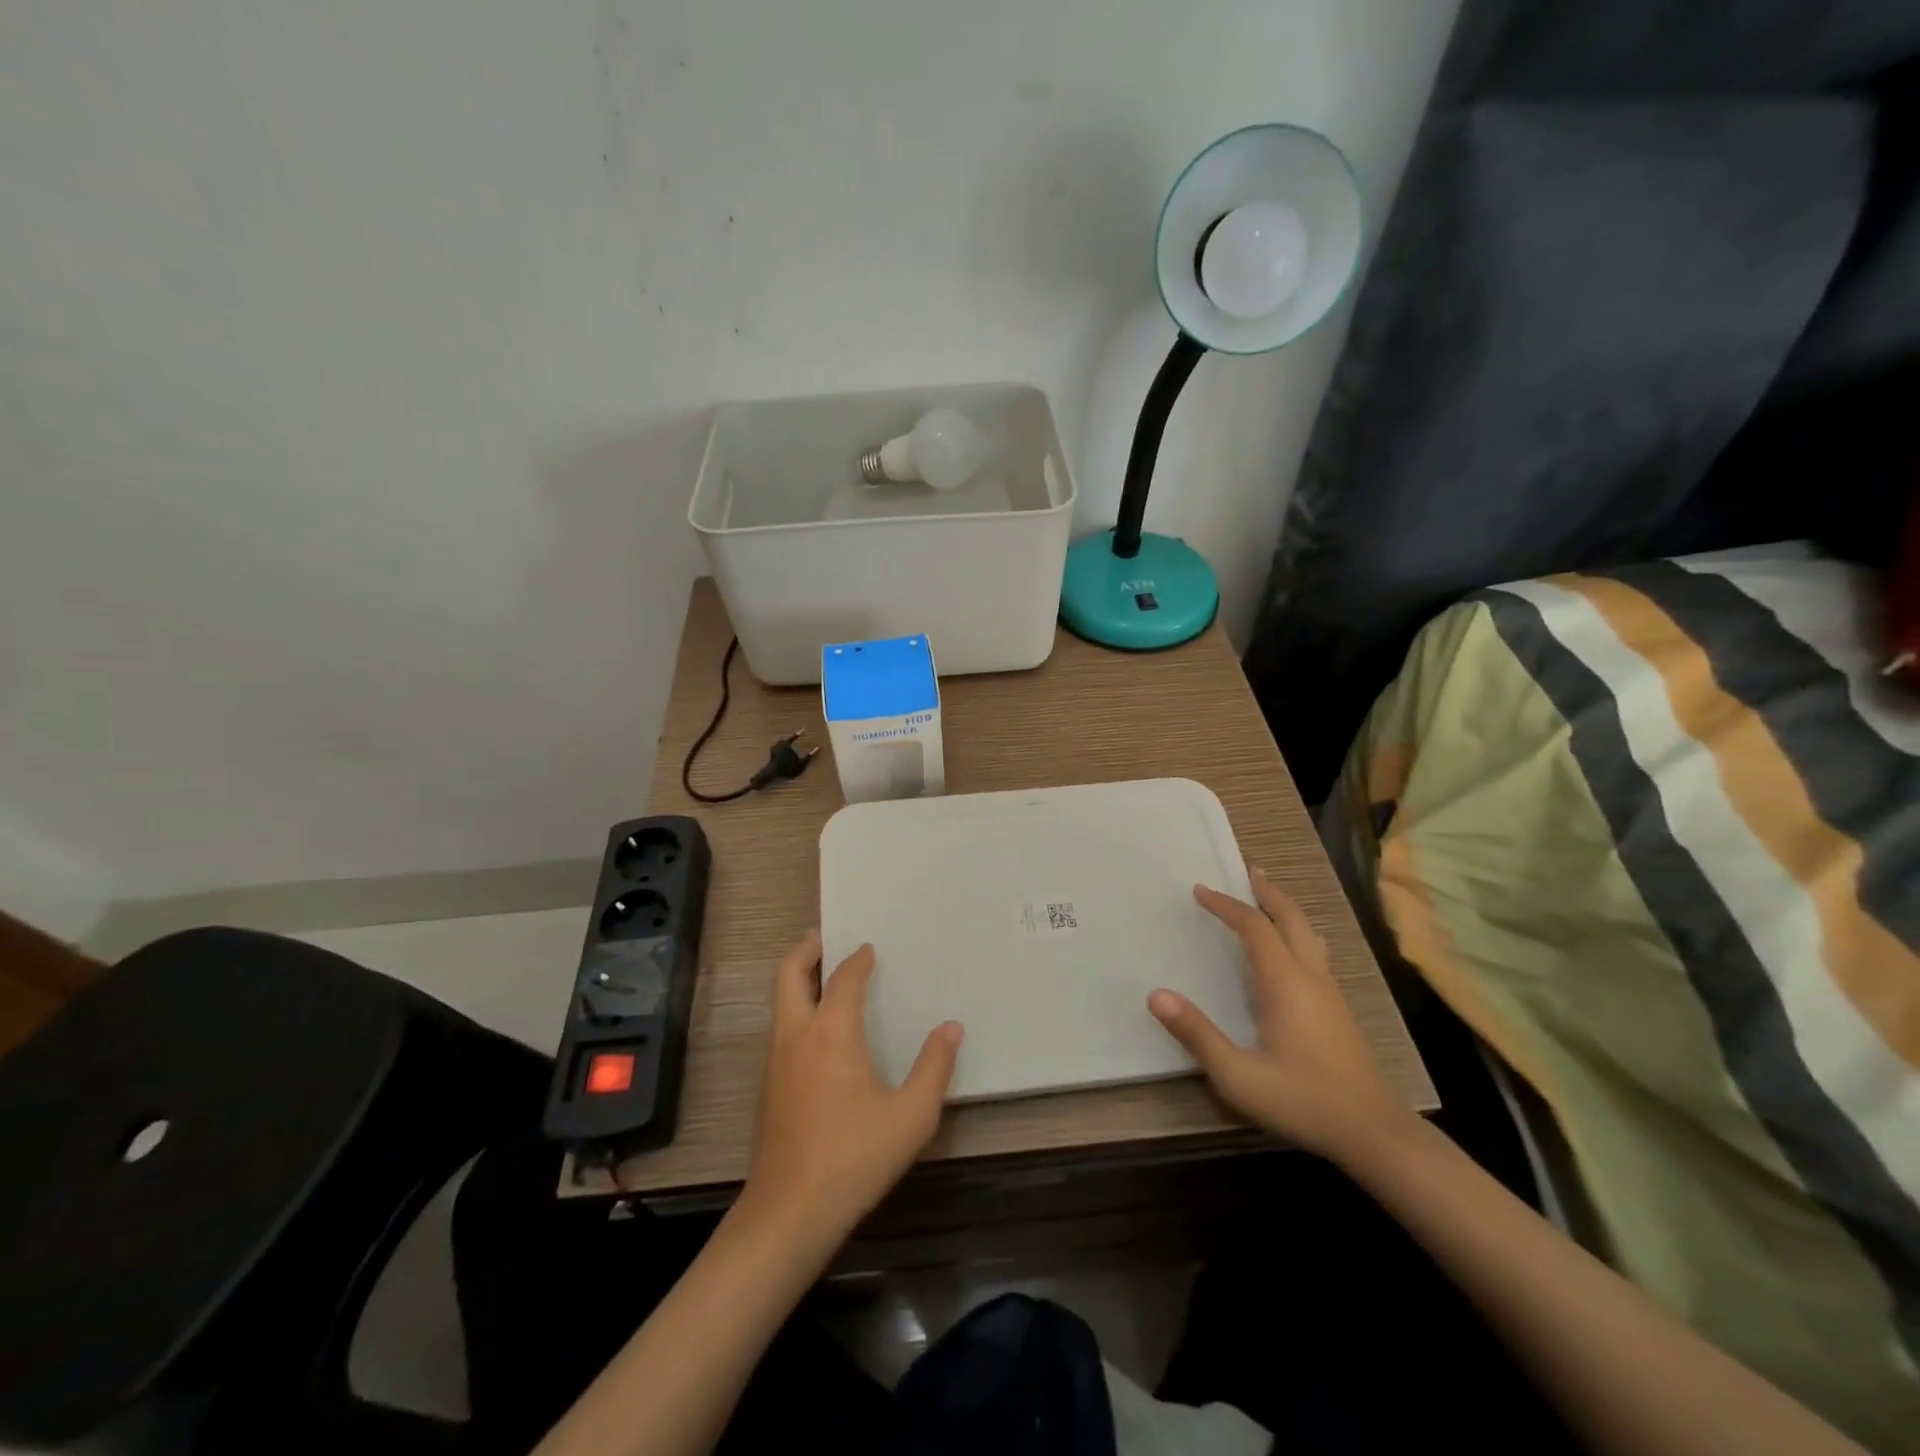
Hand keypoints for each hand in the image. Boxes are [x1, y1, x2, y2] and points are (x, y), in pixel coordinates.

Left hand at [741, 931, 962, 1249]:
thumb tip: (951, 1028)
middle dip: (805, 950)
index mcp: (831, 1033)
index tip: (869, 949)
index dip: (857, 960)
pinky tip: (817, 1033)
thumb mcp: (910, 1117)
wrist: (788, 1213)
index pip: (843, 979)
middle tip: (821, 936)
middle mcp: (797, 1036)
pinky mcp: (767, 1087)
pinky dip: (795, 1010)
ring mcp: (775, 1061)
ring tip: (821, 976)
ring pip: (779, 1003)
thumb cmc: (853, 1158)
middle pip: (789, 976)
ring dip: (796, 980)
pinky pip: (780, 1029)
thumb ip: (934, 1068)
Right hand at [1148, 865, 1410, 1162]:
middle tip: (1247, 870)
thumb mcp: (1239, 1076)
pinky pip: (1314, 952)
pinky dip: (1295, 932)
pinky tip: (1291, 949)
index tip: (1200, 890)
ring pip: (1308, 933)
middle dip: (1267, 891)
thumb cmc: (1303, 1100)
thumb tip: (1156, 995)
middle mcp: (1310, 977)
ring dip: (1285, 909)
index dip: (1226, 905)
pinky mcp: (1338, 1010)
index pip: (1254, 927)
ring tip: (1268, 896)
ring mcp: (1329, 993)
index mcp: (1285, 983)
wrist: (1374, 1133)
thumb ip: (1197, 1034)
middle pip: (1291, 918)